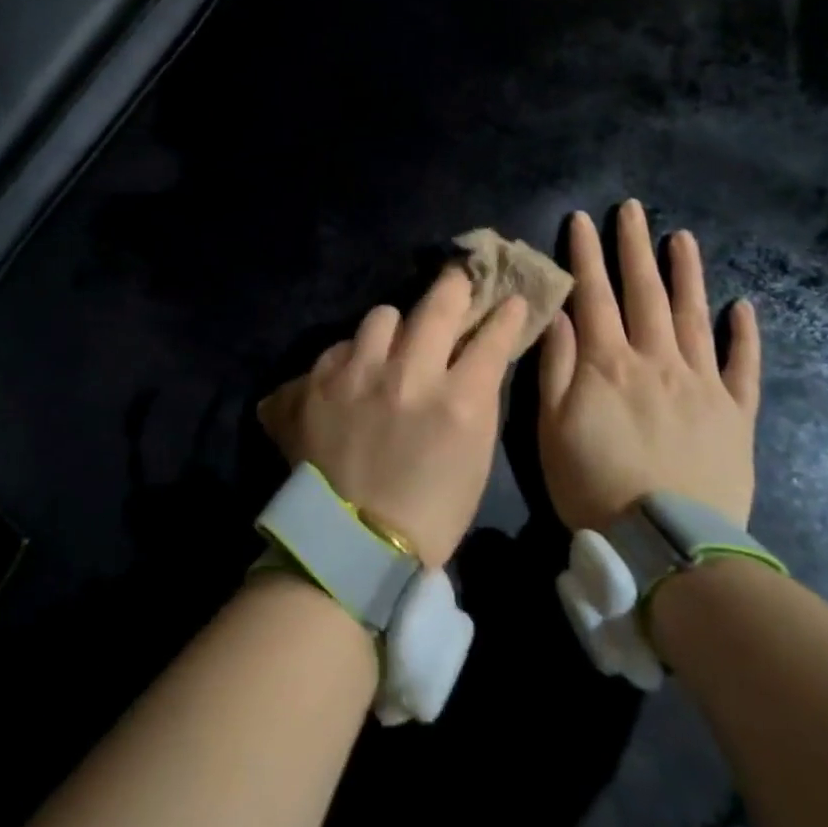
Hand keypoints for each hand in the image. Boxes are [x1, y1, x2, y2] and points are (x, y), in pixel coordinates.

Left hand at [259, 269, 528, 565]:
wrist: (353, 546)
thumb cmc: (429, 512)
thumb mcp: (473, 457)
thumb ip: (474, 399)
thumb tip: (473, 360)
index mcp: (458, 401)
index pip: (491, 338)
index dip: (505, 315)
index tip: (510, 301)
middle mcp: (409, 374)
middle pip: (437, 304)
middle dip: (454, 287)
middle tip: (457, 280)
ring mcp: (359, 374)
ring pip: (382, 315)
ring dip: (394, 327)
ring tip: (392, 344)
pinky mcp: (317, 383)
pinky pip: (340, 346)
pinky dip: (353, 356)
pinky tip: (353, 375)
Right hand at [538, 203, 761, 530]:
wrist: (668, 546)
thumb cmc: (594, 483)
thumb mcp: (552, 427)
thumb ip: (556, 365)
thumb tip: (558, 312)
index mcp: (609, 363)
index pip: (594, 295)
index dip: (586, 254)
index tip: (582, 218)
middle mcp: (657, 360)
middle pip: (645, 293)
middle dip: (635, 247)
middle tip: (633, 208)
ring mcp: (702, 384)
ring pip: (694, 316)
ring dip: (687, 274)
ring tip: (683, 237)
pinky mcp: (736, 413)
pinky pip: (743, 366)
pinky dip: (744, 334)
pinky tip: (744, 306)